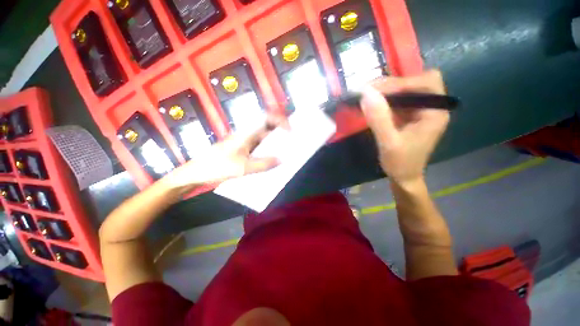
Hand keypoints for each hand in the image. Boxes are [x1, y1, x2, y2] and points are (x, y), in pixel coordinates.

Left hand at [162, 115, 287, 192]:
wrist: (197, 173)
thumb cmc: (217, 166)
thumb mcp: (242, 167)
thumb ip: (263, 164)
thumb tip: (281, 160)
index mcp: (246, 133)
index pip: (266, 117)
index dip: (280, 120)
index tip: (291, 131)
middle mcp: (246, 134)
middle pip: (267, 126)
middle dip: (281, 130)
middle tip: (293, 140)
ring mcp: (244, 141)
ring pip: (264, 137)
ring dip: (275, 141)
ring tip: (286, 150)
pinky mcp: (242, 149)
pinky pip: (259, 146)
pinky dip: (268, 150)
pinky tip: (272, 159)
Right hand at [361, 70, 449, 184]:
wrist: (403, 177)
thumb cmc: (400, 163)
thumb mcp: (388, 143)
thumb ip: (379, 119)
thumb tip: (366, 93)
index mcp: (436, 113)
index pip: (425, 83)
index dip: (401, 82)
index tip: (374, 89)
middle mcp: (432, 107)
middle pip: (417, 82)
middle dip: (393, 83)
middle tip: (369, 90)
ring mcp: (420, 111)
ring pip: (406, 90)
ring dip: (386, 90)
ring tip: (366, 95)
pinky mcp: (409, 115)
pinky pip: (398, 100)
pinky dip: (384, 99)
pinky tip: (371, 104)